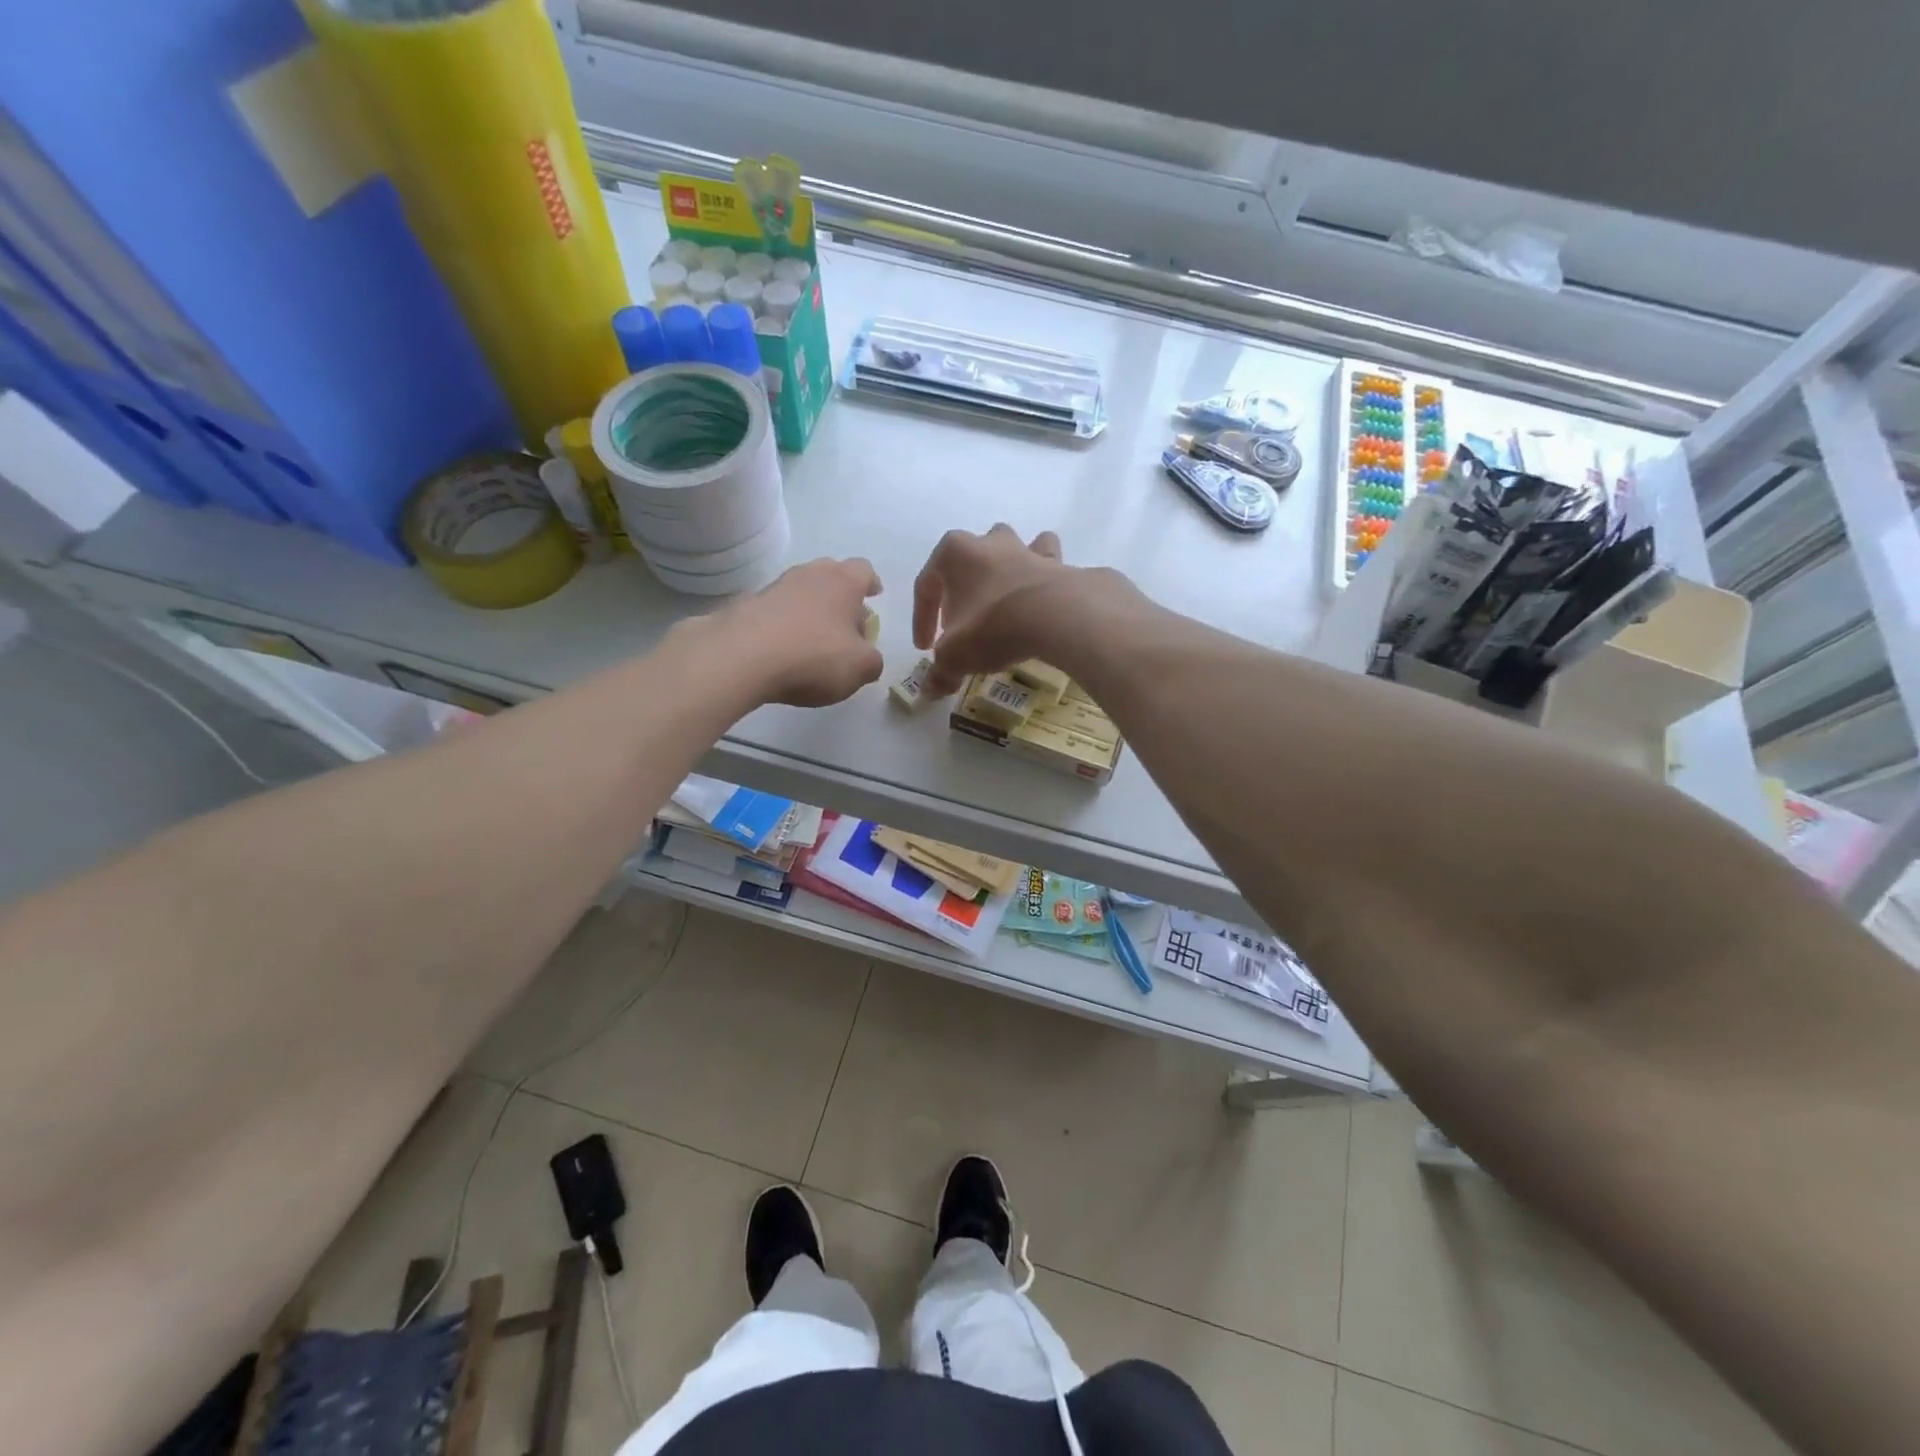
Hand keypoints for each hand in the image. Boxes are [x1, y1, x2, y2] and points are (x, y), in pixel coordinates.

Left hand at [718, 556, 885, 706]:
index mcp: (842, 582)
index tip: (874, 595)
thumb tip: (867, 657)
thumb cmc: (814, 656)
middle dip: (840, 595)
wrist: (741, 657)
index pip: (864, 570)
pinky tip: (782, 649)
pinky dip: (782, 624)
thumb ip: (872, 661)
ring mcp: (774, 587)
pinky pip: (774, 611)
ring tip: (813, 639)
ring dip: (809, 609)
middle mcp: (808, 574)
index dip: (871, 583)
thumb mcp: (860, 668)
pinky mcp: (746, 606)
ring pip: (800, 591)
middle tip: (846, 622)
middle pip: (830, 574)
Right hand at [912, 525, 1076, 697]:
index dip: (921, 619)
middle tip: (963, 621)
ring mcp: (1028, 550)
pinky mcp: (1061, 565)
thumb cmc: (993, 627)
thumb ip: (940, 671)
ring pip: (1012, 550)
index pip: (926, 585)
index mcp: (955, 553)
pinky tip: (1043, 604)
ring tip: (1005, 600)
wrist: (1057, 617)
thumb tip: (930, 690)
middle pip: (970, 558)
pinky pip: (1049, 567)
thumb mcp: (955, 656)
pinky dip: (1044, 580)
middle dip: (964, 586)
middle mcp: (990, 542)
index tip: (925, 647)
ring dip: (1006, 570)